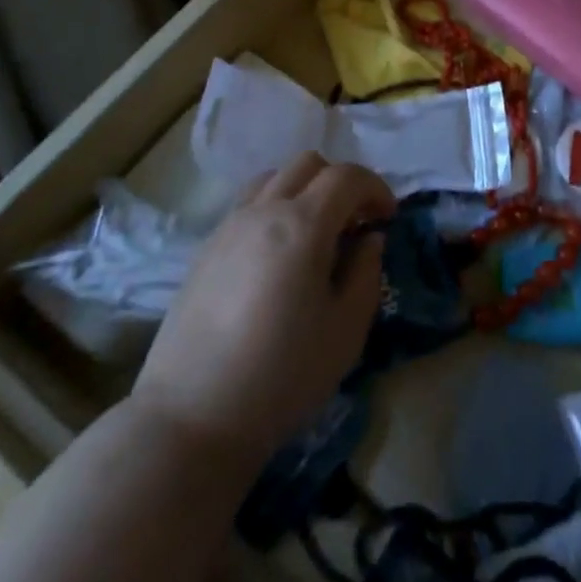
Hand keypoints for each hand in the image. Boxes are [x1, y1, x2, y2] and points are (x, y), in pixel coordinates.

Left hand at [132, 153, 394, 452]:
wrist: (192, 417)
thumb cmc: (283, 375)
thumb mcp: (347, 329)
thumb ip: (366, 272)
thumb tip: (368, 239)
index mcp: (303, 224)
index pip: (347, 176)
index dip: (376, 188)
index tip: (388, 218)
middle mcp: (264, 211)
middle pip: (309, 164)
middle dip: (341, 183)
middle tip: (355, 223)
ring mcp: (229, 226)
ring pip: (274, 177)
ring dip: (304, 190)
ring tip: (315, 233)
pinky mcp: (205, 248)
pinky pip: (248, 204)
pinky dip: (274, 208)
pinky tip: (279, 254)